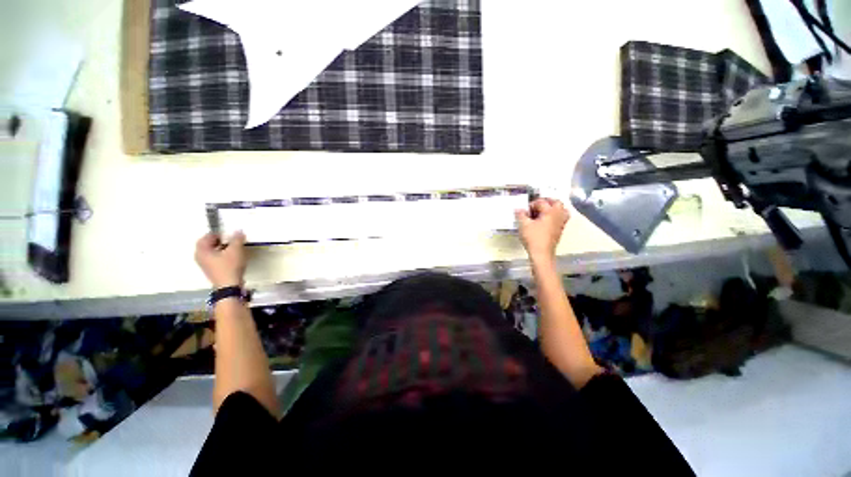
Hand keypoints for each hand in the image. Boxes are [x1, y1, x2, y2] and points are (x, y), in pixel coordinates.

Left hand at [195, 232, 246, 287]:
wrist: (229, 286)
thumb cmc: (229, 266)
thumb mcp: (236, 250)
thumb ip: (237, 239)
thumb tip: (238, 231)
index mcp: (202, 250)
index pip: (206, 237)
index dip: (217, 234)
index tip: (228, 234)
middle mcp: (200, 257)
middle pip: (208, 244)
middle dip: (219, 241)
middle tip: (231, 240)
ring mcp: (205, 264)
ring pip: (212, 252)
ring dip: (221, 248)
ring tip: (233, 248)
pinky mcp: (211, 270)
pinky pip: (214, 258)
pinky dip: (221, 255)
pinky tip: (232, 257)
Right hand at [515, 198, 569, 263]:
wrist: (541, 253)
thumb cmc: (533, 238)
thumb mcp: (523, 225)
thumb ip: (521, 215)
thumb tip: (519, 209)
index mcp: (550, 212)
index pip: (541, 202)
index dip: (531, 204)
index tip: (525, 210)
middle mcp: (558, 215)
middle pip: (557, 202)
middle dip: (547, 202)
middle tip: (537, 205)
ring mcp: (561, 223)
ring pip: (562, 210)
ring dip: (553, 208)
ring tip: (543, 211)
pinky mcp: (560, 230)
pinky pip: (561, 218)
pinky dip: (554, 216)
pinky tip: (545, 221)